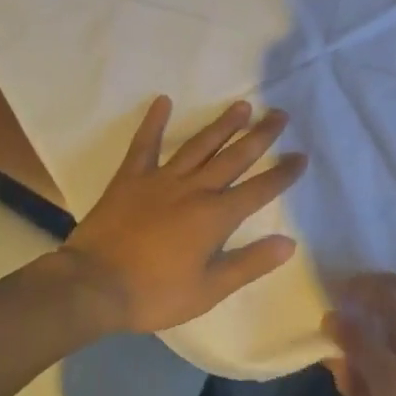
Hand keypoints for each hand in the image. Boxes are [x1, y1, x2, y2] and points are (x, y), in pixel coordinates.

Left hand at [62, 96, 305, 334]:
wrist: (94, 285)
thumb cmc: (155, 294)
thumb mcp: (209, 290)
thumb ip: (249, 263)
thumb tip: (289, 242)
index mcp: (215, 216)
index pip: (259, 190)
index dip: (282, 174)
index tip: (301, 156)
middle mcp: (193, 189)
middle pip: (234, 157)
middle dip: (260, 136)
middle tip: (279, 114)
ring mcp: (161, 179)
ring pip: (199, 145)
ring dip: (222, 125)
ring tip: (242, 106)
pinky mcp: (130, 178)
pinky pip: (145, 144)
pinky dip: (154, 122)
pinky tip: (163, 101)